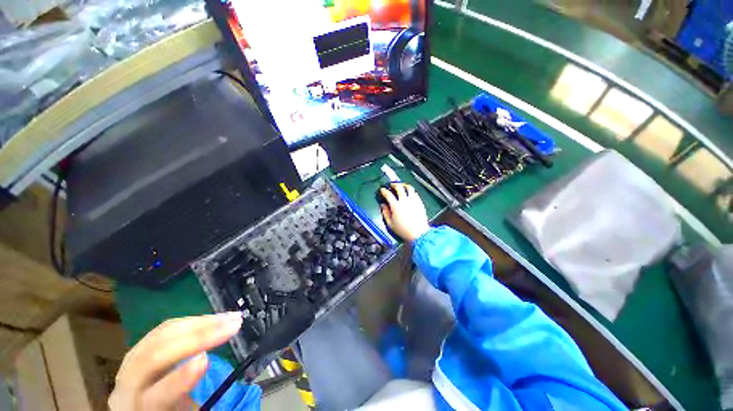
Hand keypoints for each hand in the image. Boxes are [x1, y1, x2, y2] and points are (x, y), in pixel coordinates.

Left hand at [109, 312, 242, 410]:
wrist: (141, 405)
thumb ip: (192, 400)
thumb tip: (208, 371)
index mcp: (139, 408)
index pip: (155, 396)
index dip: (178, 379)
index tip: (205, 360)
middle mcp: (129, 383)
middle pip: (157, 356)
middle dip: (198, 337)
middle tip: (234, 324)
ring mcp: (132, 360)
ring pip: (162, 335)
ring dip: (201, 323)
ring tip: (231, 317)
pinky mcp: (142, 345)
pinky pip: (166, 328)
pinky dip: (193, 321)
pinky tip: (214, 318)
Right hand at [380, 183, 429, 242]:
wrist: (419, 234)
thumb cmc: (404, 230)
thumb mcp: (390, 224)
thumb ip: (385, 213)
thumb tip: (383, 206)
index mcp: (396, 206)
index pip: (388, 194)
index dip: (384, 191)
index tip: (383, 190)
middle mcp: (405, 201)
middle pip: (399, 187)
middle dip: (394, 184)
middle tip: (392, 185)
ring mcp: (413, 201)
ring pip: (409, 188)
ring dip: (404, 185)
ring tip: (402, 186)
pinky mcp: (420, 203)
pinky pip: (415, 193)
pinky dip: (411, 191)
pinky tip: (410, 193)